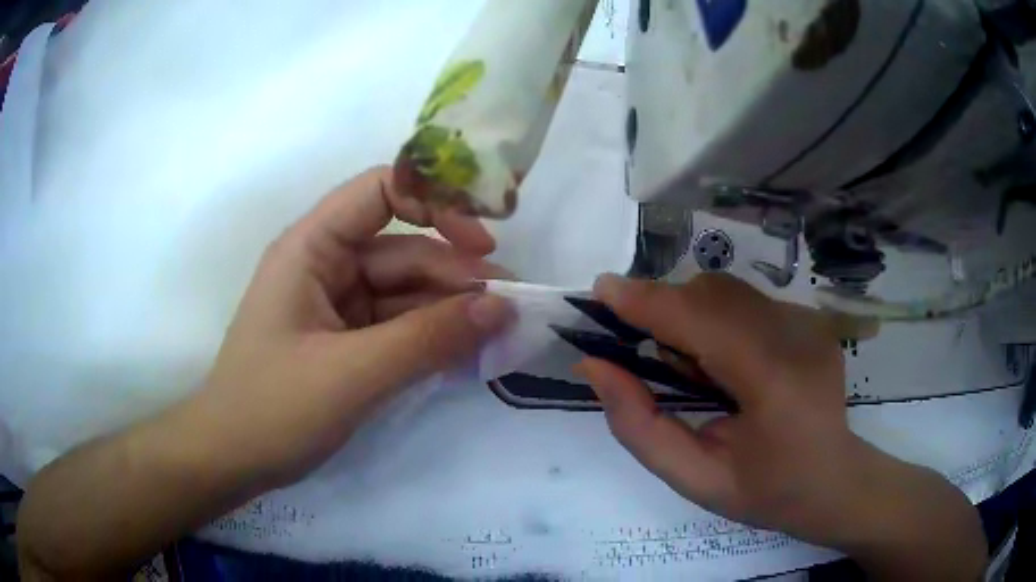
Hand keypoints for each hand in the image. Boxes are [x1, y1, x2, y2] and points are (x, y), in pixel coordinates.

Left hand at [191, 166, 513, 486]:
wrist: (232, 459)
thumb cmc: (274, 408)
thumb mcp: (353, 373)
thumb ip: (428, 339)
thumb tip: (502, 307)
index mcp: (311, 247)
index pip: (380, 191)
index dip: (435, 201)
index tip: (483, 241)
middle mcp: (325, 265)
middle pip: (403, 250)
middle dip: (456, 275)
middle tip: (511, 307)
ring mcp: (336, 305)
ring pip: (405, 292)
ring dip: (450, 309)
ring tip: (499, 332)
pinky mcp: (346, 341)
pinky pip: (397, 325)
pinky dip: (430, 336)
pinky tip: (465, 351)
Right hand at [576, 274, 985, 579]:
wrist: (835, 481)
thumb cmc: (766, 492)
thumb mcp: (694, 479)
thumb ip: (640, 426)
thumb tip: (597, 366)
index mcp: (774, 382)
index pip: (701, 322)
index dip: (647, 302)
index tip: (600, 290)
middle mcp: (797, 335)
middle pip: (711, 294)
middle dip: (666, 311)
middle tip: (647, 357)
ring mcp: (809, 322)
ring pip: (727, 291)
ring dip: (691, 316)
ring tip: (694, 370)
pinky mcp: (811, 318)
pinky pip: (746, 301)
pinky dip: (718, 321)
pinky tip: (728, 366)